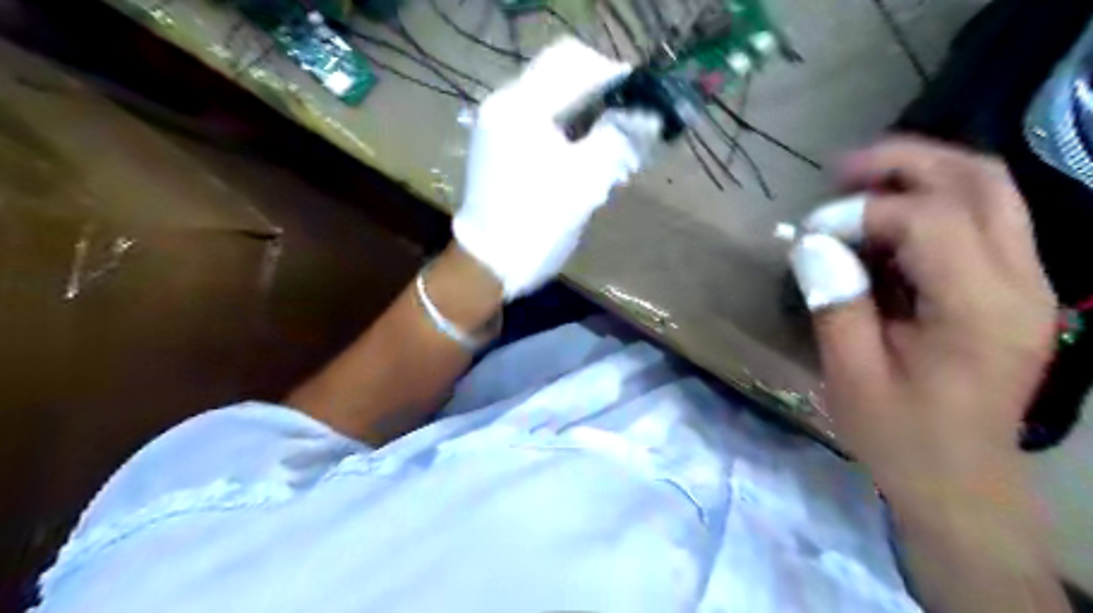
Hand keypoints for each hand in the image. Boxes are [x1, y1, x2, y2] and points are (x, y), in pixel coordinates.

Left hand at [454, 35, 655, 299]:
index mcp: (522, 107)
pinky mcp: (500, 144)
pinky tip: (587, 153)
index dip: (614, 75)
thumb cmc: (537, 225)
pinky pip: (541, 119)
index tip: (644, 101)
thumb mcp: (584, 183)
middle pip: (562, 75)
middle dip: (601, 94)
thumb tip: (648, 115)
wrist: (489, 264)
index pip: (574, 62)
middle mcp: (505, 104)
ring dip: (587, 112)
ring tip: (613, 142)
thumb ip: (618, 139)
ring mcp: (499, 124)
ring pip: (553, 97)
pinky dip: (569, 128)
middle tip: (629, 122)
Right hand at [786, 139, 1058, 507]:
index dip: (861, 212)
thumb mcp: (851, 375)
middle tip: (842, 170)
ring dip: (922, 175)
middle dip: (906, 162)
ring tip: (859, 184)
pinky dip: (931, 204)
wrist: (961, 481)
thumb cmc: (900, 436)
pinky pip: (982, 221)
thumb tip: (811, 242)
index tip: (810, 232)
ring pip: (990, 191)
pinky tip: (884, 222)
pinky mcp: (1015, 290)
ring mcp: (1028, 284)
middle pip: (980, 182)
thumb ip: (835, 301)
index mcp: (979, 312)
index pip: (929, 220)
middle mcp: (1022, 284)